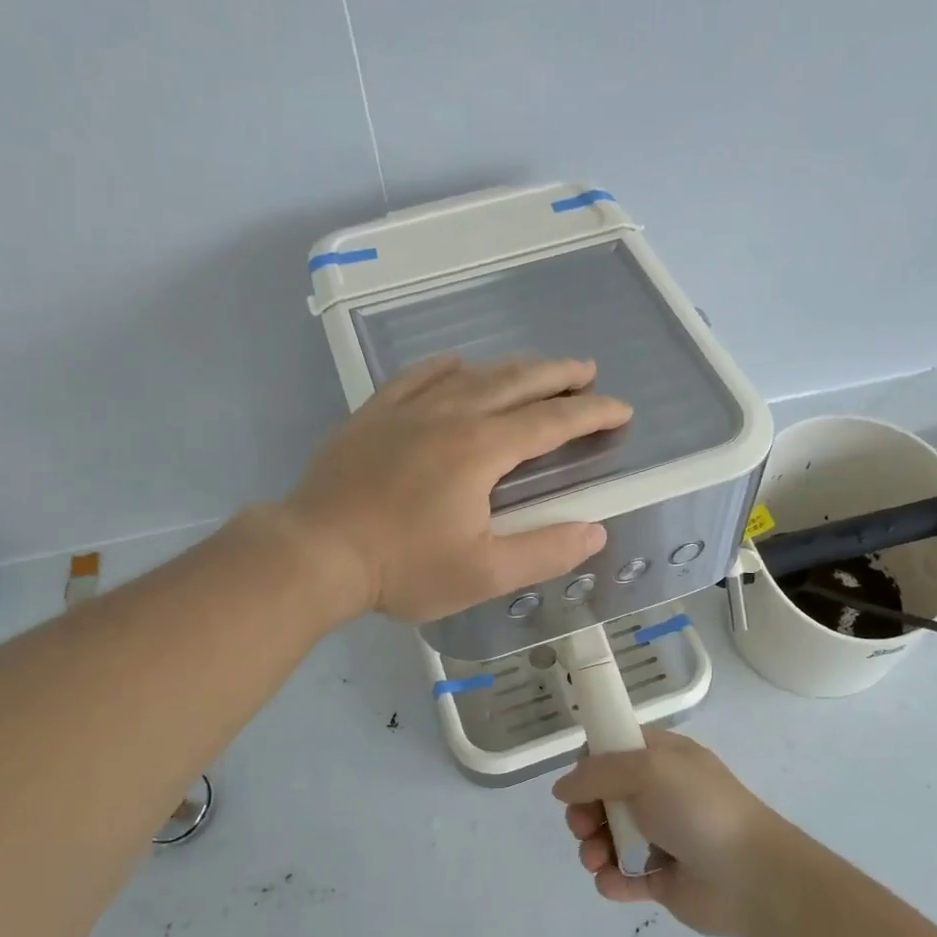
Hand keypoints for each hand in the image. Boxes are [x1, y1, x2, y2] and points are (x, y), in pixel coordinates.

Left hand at [285, 355, 631, 622]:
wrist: (316, 551)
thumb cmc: (404, 566)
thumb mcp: (484, 572)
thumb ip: (544, 550)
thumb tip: (595, 531)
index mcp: (482, 448)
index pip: (552, 421)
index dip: (592, 414)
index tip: (620, 409)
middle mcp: (451, 415)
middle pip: (515, 383)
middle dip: (558, 375)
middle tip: (586, 371)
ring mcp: (408, 410)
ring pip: (471, 375)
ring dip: (511, 368)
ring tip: (535, 368)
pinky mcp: (374, 416)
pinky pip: (417, 377)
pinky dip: (445, 367)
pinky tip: (456, 363)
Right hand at [552, 730, 795, 936]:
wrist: (752, 877)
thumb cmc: (698, 809)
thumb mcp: (647, 770)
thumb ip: (598, 773)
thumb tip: (562, 787)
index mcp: (662, 759)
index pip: (615, 750)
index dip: (590, 763)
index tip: (577, 781)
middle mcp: (659, 794)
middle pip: (603, 797)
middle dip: (584, 812)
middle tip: (582, 826)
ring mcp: (660, 837)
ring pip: (608, 838)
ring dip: (592, 848)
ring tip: (596, 860)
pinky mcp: (661, 879)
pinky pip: (623, 876)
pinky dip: (612, 880)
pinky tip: (614, 882)